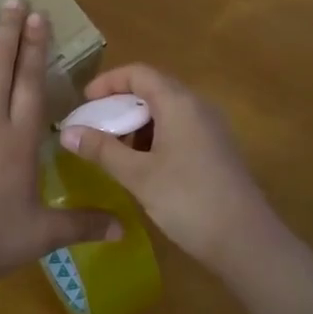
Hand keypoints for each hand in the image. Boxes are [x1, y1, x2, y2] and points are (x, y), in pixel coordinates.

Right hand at [60, 65, 290, 285]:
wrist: (246, 240)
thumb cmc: (188, 200)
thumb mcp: (138, 175)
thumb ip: (101, 149)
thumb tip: (66, 132)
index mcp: (179, 102)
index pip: (139, 73)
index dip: (108, 82)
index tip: (84, 102)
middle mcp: (198, 106)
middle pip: (153, 90)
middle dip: (120, 105)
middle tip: (94, 129)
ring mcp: (211, 128)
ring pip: (166, 112)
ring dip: (137, 124)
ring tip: (113, 151)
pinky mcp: (217, 150)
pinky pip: (179, 129)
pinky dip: (155, 138)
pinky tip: (141, 167)